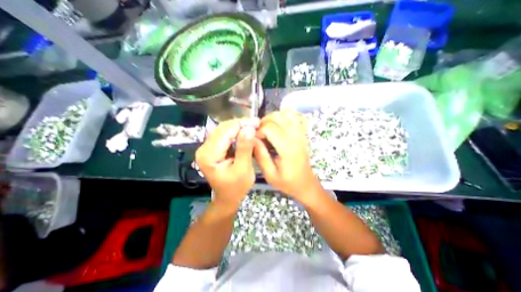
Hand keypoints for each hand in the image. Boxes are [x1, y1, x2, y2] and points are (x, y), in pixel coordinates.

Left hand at [194, 118, 258, 204]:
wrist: (228, 197)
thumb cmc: (237, 187)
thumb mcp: (243, 169)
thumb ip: (245, 148)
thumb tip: (249, 128)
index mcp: (209, 156)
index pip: (225, 133)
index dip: (241, 125)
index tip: (256, 122)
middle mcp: (203, 149)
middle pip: (222, 129)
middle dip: (240, 124)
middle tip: (256, 123)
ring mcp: (206, 148)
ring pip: (223, 129)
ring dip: (238, 127)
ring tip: (252, 126)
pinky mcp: (211, 148)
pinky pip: (223, 135)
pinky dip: (235, 132)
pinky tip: (244, 132)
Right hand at [254, 110, 321, 201]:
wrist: (305, 183)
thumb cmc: (287, 181)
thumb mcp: (270, 174)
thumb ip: (260, 155)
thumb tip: (252, 139)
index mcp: (287, 148)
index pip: (269, 128)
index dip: (258, 131)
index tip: (255, 140)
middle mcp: (295, 136)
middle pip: (276, 117)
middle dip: (263, 122)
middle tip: (259, 133)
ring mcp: (301, 133)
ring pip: (285, 113)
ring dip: (273, 118)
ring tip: (267, 128)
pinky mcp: (302, 133)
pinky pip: (294, 116)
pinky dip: (285, 116)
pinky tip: (279, 124)